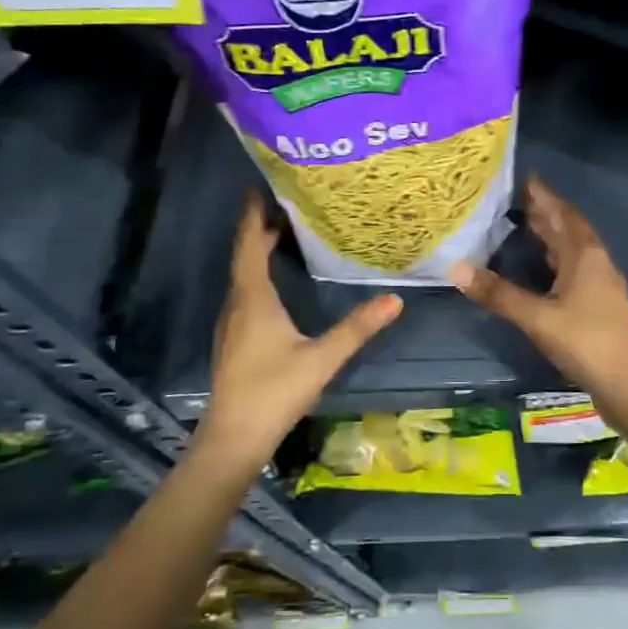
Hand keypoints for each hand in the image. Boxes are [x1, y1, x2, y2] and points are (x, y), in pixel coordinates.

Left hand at [198, 194, 401, 469]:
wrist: (234, 438)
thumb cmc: (274, 391)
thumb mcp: (322, 358)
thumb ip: (357, 328)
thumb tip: (395, 299)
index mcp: (253, 300)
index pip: (250, 247)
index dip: (253, 218)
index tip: (259, 190)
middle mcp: (237, 305)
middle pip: (244, 258)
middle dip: (259, 231)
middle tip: (282, 207)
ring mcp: (232, 325)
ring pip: (242, 278)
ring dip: (256, 253)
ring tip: (280, 236)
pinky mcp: (234, 341)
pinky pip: (244, 295)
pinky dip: (256, 276)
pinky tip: (273, 285)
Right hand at [450, 176, 627, 437]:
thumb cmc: (586, 343)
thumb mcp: (538, 318)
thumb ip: (498, 294)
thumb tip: (457, 267)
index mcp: (585, 255)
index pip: (562, 213)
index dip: (544, 195)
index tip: (523, 177)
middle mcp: (595, 262)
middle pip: (568, 228)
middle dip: (545, 211)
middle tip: (514, 198)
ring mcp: (600, 284)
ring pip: (572, 249)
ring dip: (551, 235)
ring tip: (524, 224)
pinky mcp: (598, 304)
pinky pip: (574, 268)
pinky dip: (555, 259)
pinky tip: (541, 267)